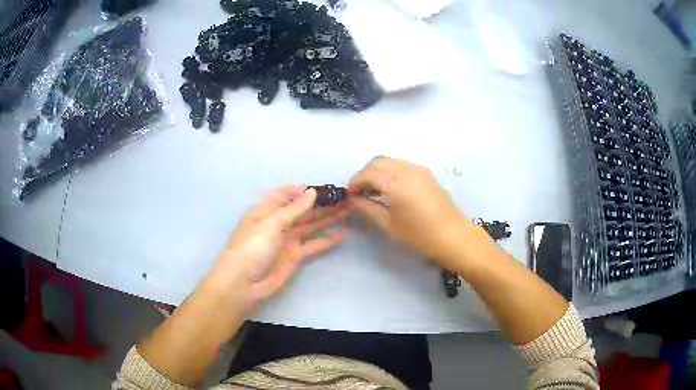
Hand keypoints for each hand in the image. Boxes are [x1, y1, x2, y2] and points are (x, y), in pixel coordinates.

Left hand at [212, 184, 347, 308]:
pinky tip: (342, 233)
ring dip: (327, 218)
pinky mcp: (295, 256)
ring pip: (311, 225)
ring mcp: (287, 240)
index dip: (299, 190)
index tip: (318, 188)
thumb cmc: (252, 247)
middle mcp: (277, 223)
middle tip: (342, 197)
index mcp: (266, 210)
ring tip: (348, 210)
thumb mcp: (271, 223)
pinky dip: (327, 239)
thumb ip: (293, 209)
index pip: (283, 195)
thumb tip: (312, 192)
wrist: (244, 282)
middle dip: (320, 203)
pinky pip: (314, 244)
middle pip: (301, 210)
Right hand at [348, 157, 475, 268]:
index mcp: (396, 184)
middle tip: (360, 192)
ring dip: (378, 171)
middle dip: (365, 174)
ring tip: (373, 190)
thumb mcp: (390, 225)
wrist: (454, 237)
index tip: (350, 194)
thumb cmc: (420, 236)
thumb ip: (369, 208)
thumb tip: (354, 199)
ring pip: (391, 161)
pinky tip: (391, 188)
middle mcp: (407, 170)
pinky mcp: (427, 174)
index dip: (355, 182)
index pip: (368, 173)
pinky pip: (403, 165)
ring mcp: (419, 170)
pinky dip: (391, 171)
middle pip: (378, 161)